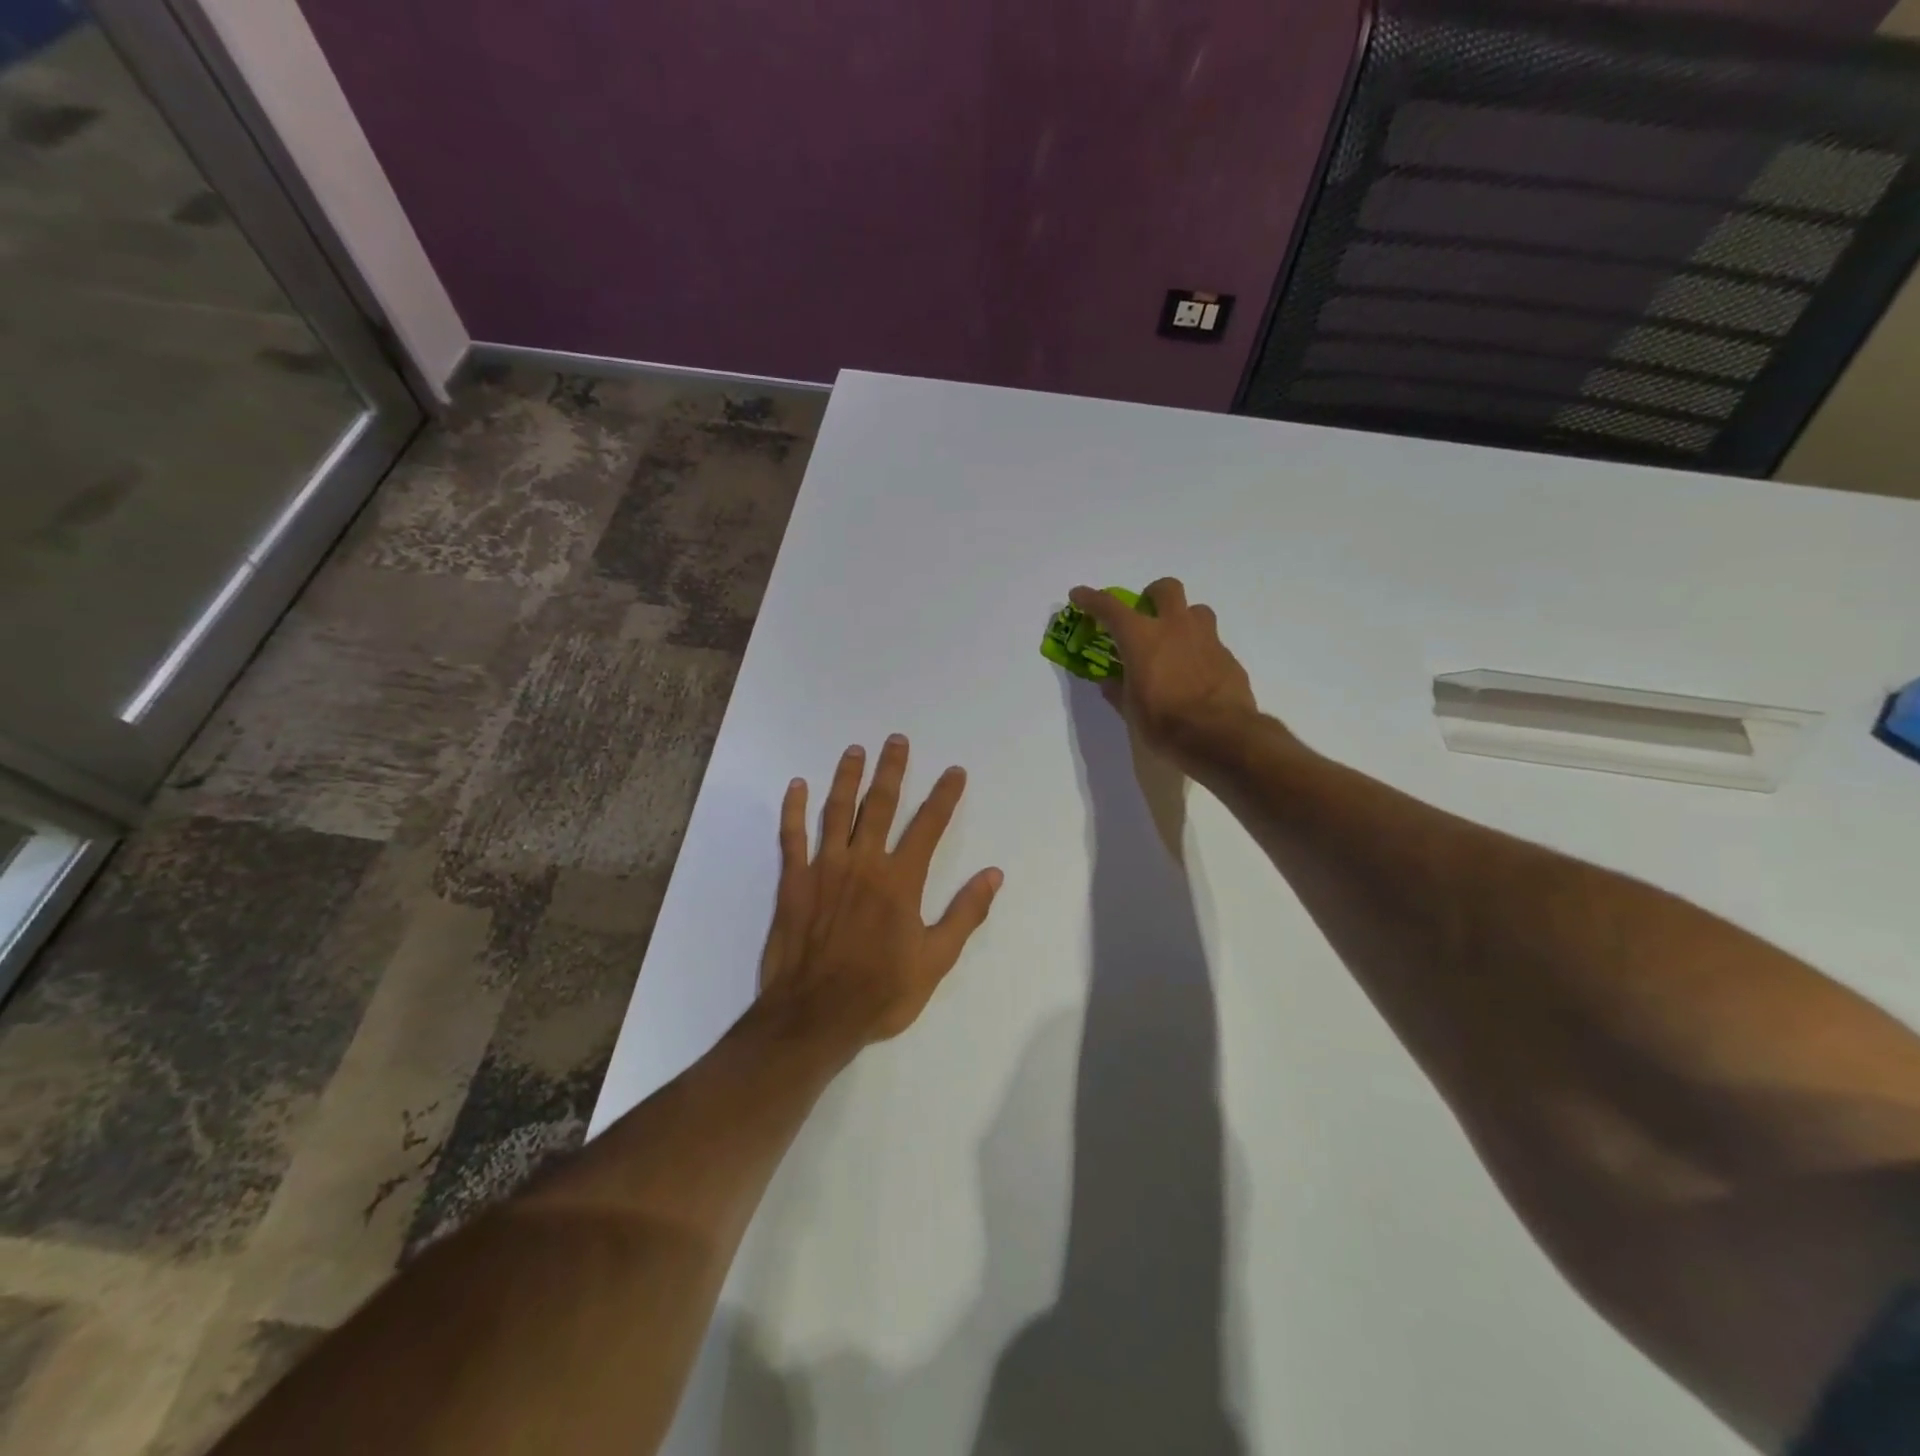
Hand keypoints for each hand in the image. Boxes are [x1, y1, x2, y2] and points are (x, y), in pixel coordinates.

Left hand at [758, 735, 1002, 1054]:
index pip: (928, 826)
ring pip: (836, 811)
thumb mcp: (936, 960)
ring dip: (847, 778)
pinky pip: (792, 837)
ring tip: (855, 750)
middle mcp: (864, 863)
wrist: (815, 1015)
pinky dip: (794, 809)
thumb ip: (965, 914)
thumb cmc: (880, 992)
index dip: (944, 796)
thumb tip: (994, 874)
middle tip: (896, 740)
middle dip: (891, 770)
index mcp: (900, 880)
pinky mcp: (794, 881)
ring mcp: (825, 868)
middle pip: (880, 805)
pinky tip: (796, 785)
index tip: (954, 771)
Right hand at [1069, 577, 1261, 768]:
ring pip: (1196, 610)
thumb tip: (1110, 682)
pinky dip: (1199, 651)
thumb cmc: (1164, 722)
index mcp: (1142, 638)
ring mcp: (1206, 639)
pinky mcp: (1228, 657)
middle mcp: (1175, 628)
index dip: (1091, 599)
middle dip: (1152, 595)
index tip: (1079, 595)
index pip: (1110, 608)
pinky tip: (1195, 674)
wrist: (1220, 735)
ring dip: (1183, 619)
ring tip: (1175, 644)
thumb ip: (1119, 690)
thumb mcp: (1131, 711)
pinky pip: (1211, 642)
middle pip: (1166, 588)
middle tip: (1145, 614)